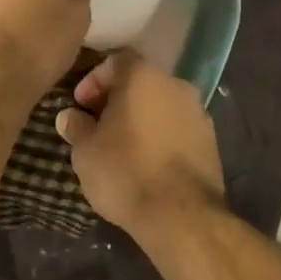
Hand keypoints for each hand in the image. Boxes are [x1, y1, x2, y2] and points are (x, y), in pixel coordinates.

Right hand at [55, 53, 224, 237]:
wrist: (182, 217)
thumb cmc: (126, 172)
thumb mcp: (86, 151)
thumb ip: (76, 127)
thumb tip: (69, 117)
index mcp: (143, 76)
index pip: (114, 62)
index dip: (93, 81)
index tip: (80, 105)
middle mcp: (175, 84)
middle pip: (140, 83)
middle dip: (117, 100)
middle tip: (98, 125)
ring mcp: (198, 112)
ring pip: (161, 105)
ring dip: (141, 119)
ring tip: (122, 146)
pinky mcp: (212, 141)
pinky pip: (178, 128)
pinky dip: (161, 136)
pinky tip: (148, 162)